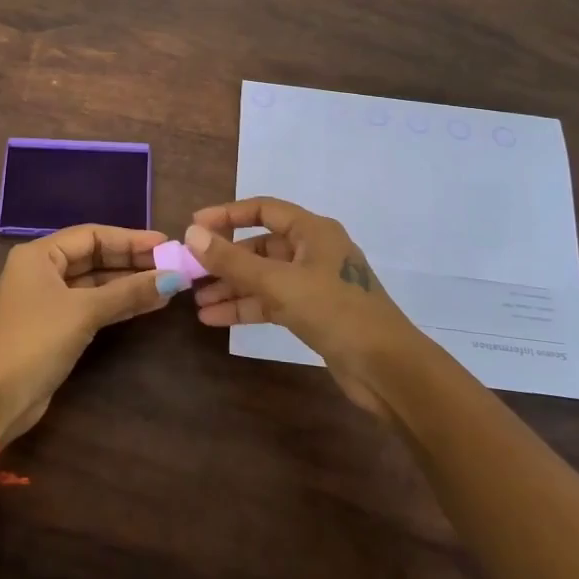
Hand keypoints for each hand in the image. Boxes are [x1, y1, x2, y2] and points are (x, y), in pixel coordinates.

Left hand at [0, 224, 189, 443]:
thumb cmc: (37, 340)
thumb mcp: (85, 311)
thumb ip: (129, 292)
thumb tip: (173, 278)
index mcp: (39, 254)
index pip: (92, 235)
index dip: (129, 238)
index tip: (165, 244)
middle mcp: (42, 270)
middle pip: (94, 256)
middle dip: (132, 261)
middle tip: (172, 264)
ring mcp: (49, 299)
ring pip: (96, 282)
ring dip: (129, 283)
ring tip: (169, 284)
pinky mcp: (57, 325)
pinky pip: (93, 304)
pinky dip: (119, 303)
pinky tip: (149, 304)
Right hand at [183, 197, 422, 414]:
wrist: (387, 368)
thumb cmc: (335, 312)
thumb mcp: (278, 283)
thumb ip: (232, 260)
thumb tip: (191, 234)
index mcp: (313, 231)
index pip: (263, 209)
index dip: (227, 215)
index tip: (194, 227)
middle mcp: (313, 251)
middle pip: (260, 246)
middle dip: (225, 259)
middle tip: (191, 271)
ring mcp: (314, 283)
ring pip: (263, 277)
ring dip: (231, 287)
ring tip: (197, 302)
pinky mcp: (314, 312)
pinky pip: (272, 301)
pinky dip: (246, 307)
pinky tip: (215, 319)